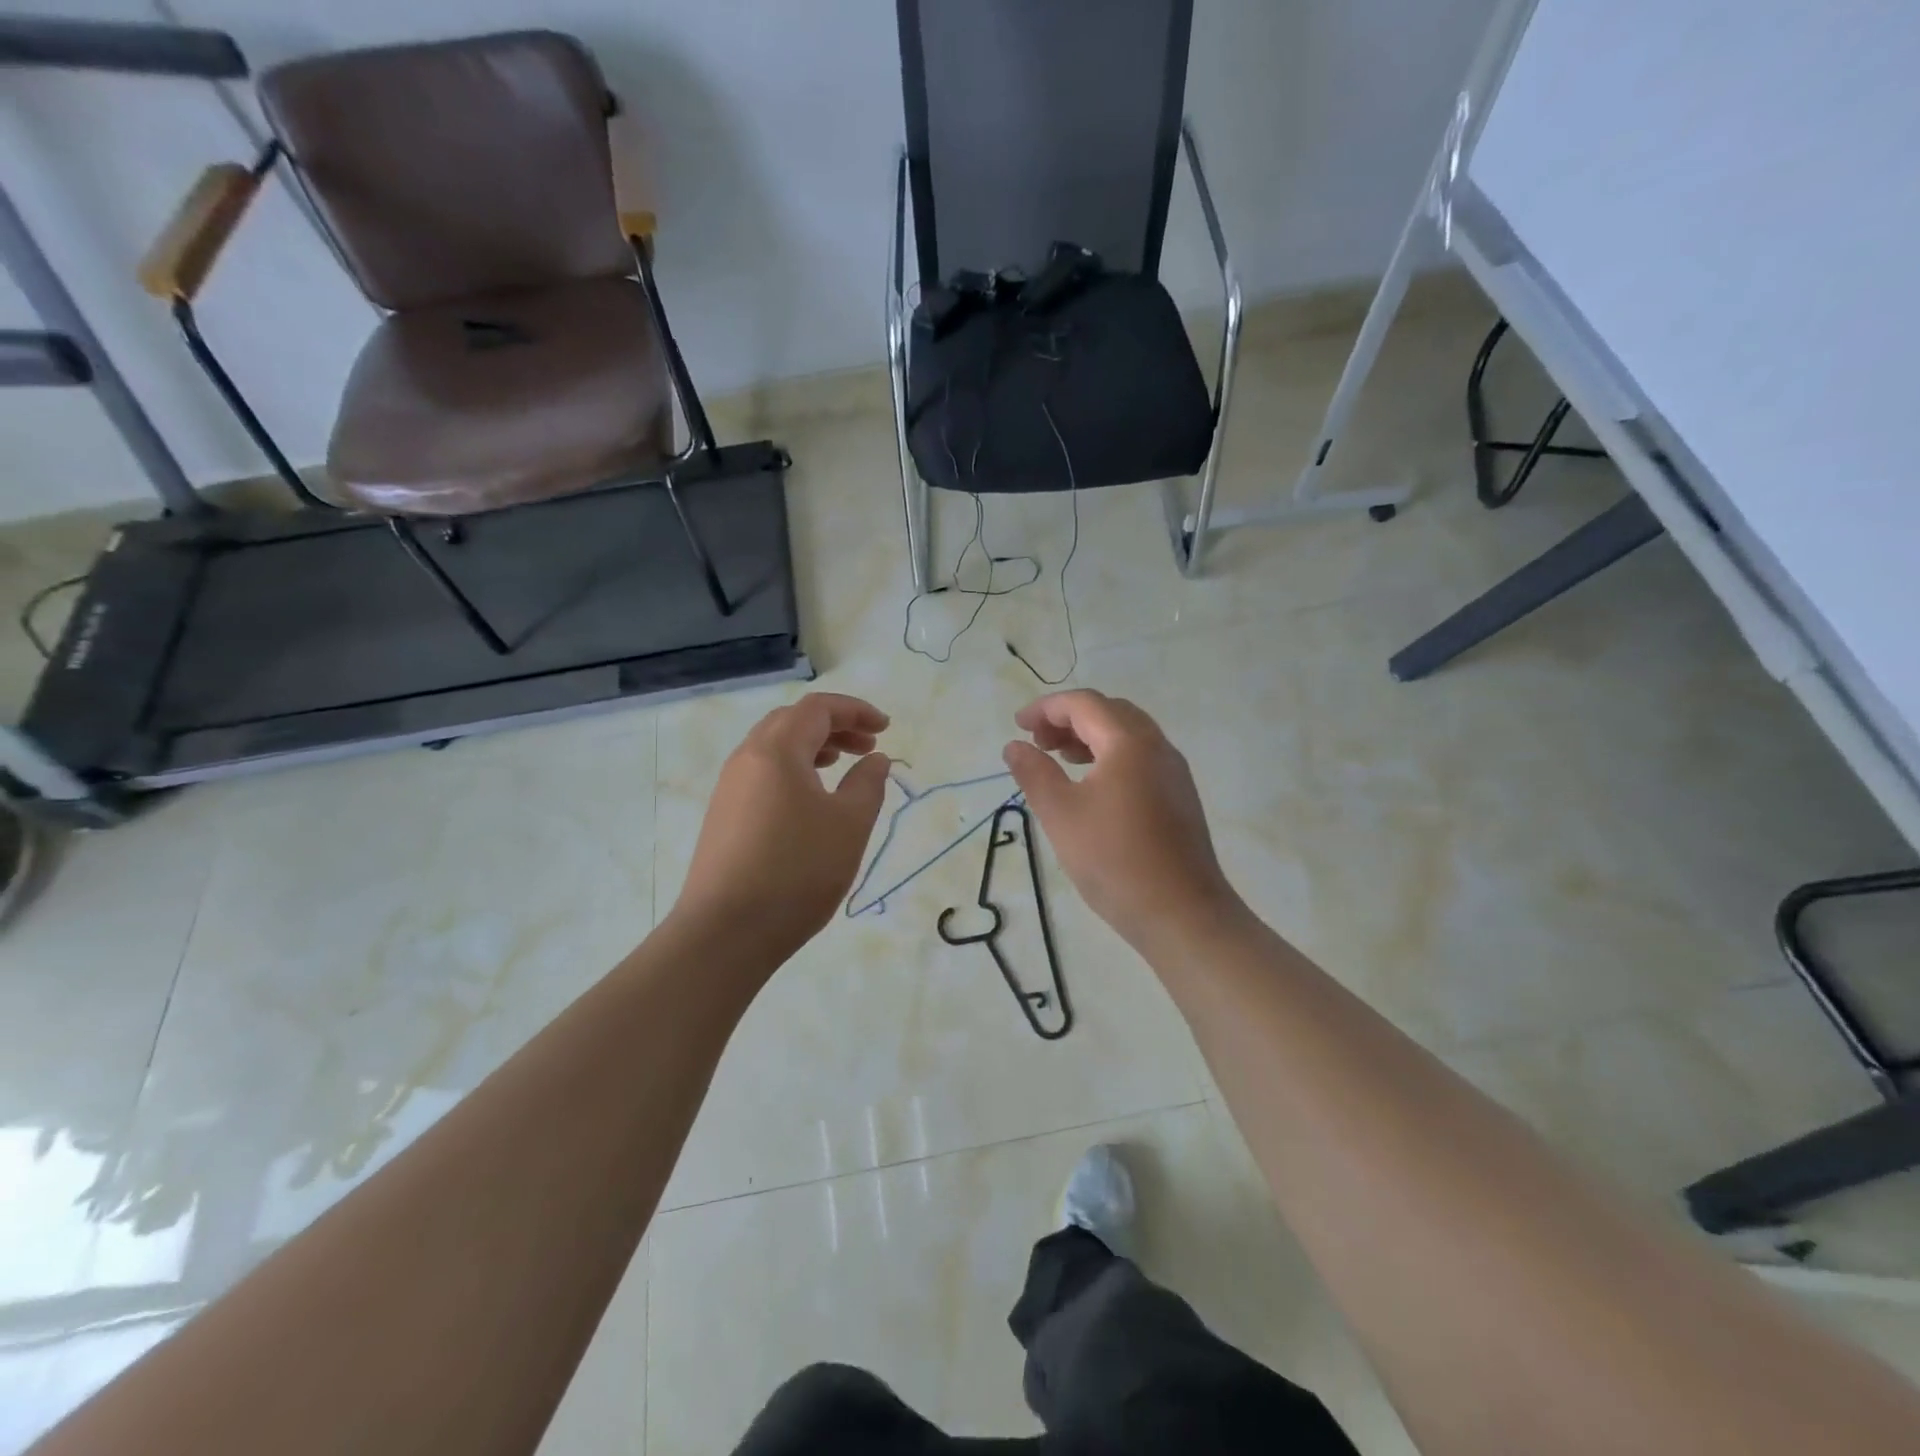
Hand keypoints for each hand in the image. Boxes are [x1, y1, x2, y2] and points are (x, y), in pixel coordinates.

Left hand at [673, 693, 891, 961]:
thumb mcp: (849, 825)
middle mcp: (746, 759)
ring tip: (842, 766)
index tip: (885, 728)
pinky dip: (794, 771)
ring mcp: (730, 789)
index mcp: (776, 751)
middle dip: (834, 726)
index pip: (817, 708)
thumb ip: (868, 784)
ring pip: (774, 748)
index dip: (855, 710)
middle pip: (792, 722)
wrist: (725, 932)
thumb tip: (876, 760)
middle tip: (867, 746)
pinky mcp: (724, 817)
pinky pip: (763, 774)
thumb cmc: (797, 871)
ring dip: (812, 748)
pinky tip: (811, 801)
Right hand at [1004, 690, 1244, 954]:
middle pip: (1110, 712)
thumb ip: (1034, 773)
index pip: (1084, 704)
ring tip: (1059, 759)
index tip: (1018, 725)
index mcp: (1129, 743)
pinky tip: (1092, 785)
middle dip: (1069, 719)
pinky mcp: (1179, 796)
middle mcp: (1157, 747)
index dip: (1047, 708)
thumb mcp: (1061, 815)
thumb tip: (1014, 746)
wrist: (1182, 914)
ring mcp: (1173, 772)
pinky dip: (1110, 755)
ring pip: (1128, 735)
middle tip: (1038, 742)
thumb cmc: (1115, 860)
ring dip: (1090, 736)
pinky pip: (1140, 757)